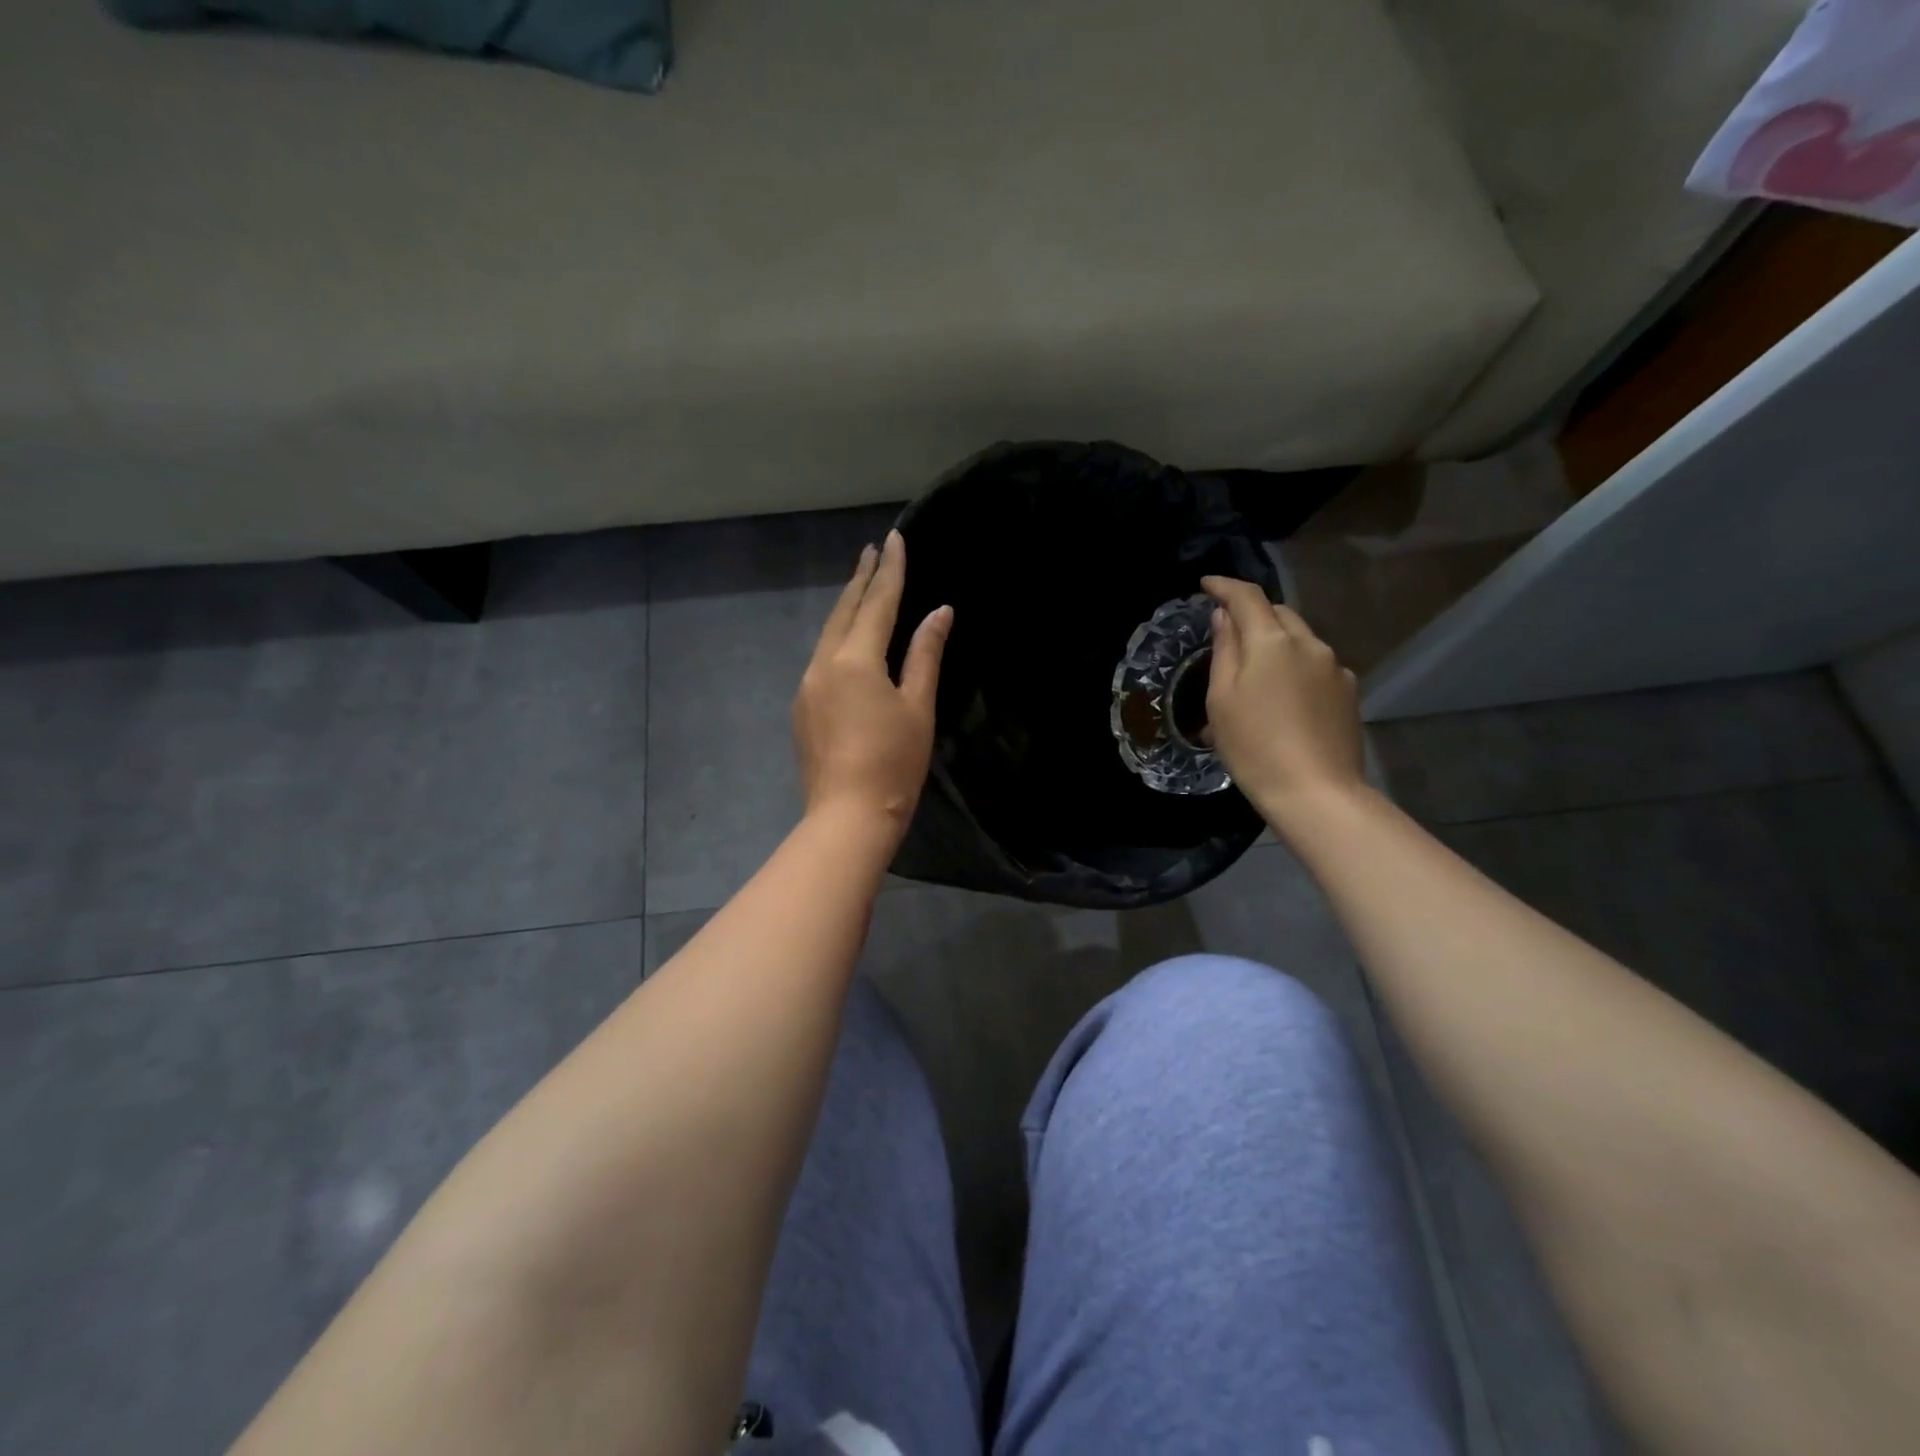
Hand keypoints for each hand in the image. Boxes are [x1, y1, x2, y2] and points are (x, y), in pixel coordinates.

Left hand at [793, 530, 951, 837]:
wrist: (847, 818)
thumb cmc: (893, 764)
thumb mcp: (918, 707)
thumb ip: (925, 655)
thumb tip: (939, 612)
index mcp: (855, 660)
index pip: (877, 603)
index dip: (890, 570)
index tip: (894, 538)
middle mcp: (823, 664)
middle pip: (843, 612)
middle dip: (861, 580)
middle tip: (872, 551)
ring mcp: (807, 686)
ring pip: (828, 635)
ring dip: (847, 608)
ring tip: (862, 588)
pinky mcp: (802, 709)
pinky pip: (822, 659)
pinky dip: (838, 639)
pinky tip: (848, 642)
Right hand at [1202, 575, 1364, 829]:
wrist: (1316, 792)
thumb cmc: (1254, 747)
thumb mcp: (1222, 700)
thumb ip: (1224, 650)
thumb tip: (1224, 616)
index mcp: (1272, 641)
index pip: (1246, 596)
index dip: (1224, 585)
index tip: (1206, 585)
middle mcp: (1309, 643)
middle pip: (1277, 613)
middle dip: (1252, 614)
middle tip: (1228, 634)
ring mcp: (1335, 667)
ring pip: (1299, 639)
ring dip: (1275, 643)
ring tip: (1255, 674)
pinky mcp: (1349, 691)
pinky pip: (1315, 665)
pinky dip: (1295, 667)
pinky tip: (1284, 699)